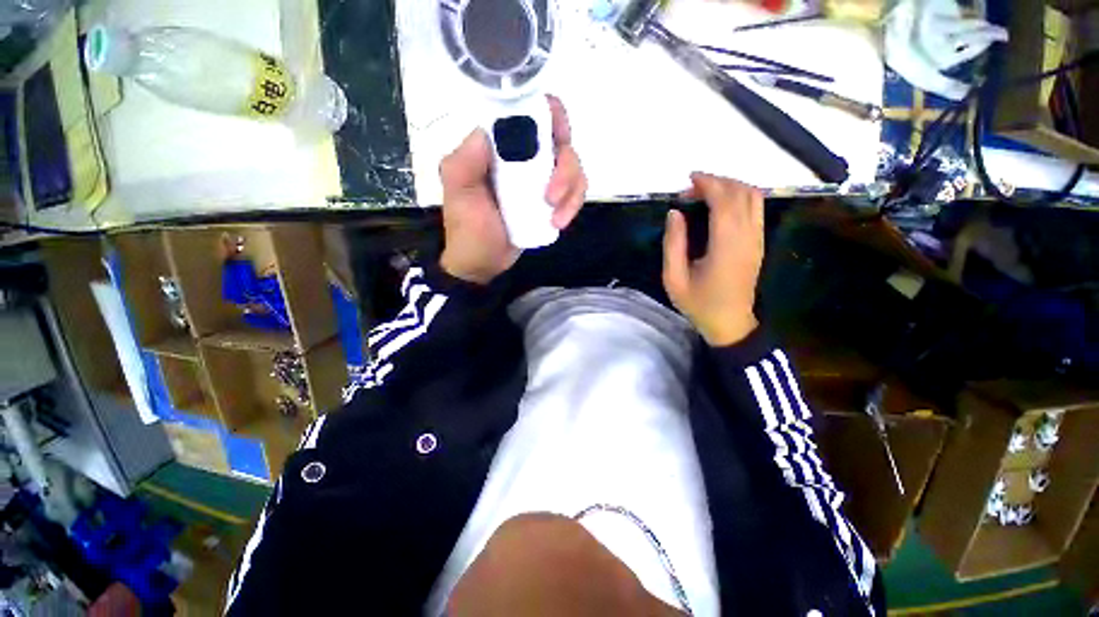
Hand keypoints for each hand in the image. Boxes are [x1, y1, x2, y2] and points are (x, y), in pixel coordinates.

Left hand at [439, 95, 586, 284]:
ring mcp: (539, 181)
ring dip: (571, 191)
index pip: (531, 115)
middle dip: (565, 168)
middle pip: (561, 143)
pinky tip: (558, 222)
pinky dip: (572, 205)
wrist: (481, 264)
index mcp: (498, 148)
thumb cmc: (467, 230)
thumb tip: (489, 131)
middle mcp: (522, 158)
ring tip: (556, 217)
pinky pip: (573, 193)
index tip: (558, 140)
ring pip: (573, 169)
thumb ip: (465, 161)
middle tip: (551, 196)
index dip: (552, 118)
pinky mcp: (549, 202)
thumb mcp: (458, 194)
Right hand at [662, 173, 763, 346]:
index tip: (688, 179)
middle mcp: (747, 237)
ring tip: (705, 191)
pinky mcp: (759, 243)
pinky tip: (720, 203)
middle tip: (691, 188)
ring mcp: (757, 239)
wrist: (730, 323)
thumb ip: (673, 244)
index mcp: (726, 246)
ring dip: (731, 186)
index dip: (708, 183)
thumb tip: (674, 213)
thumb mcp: (674, 278)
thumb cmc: (698, 303)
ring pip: (754, 197)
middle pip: (742, 193)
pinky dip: (739, 197)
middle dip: (717, 181)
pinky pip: (756, 209)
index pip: (724, 201)